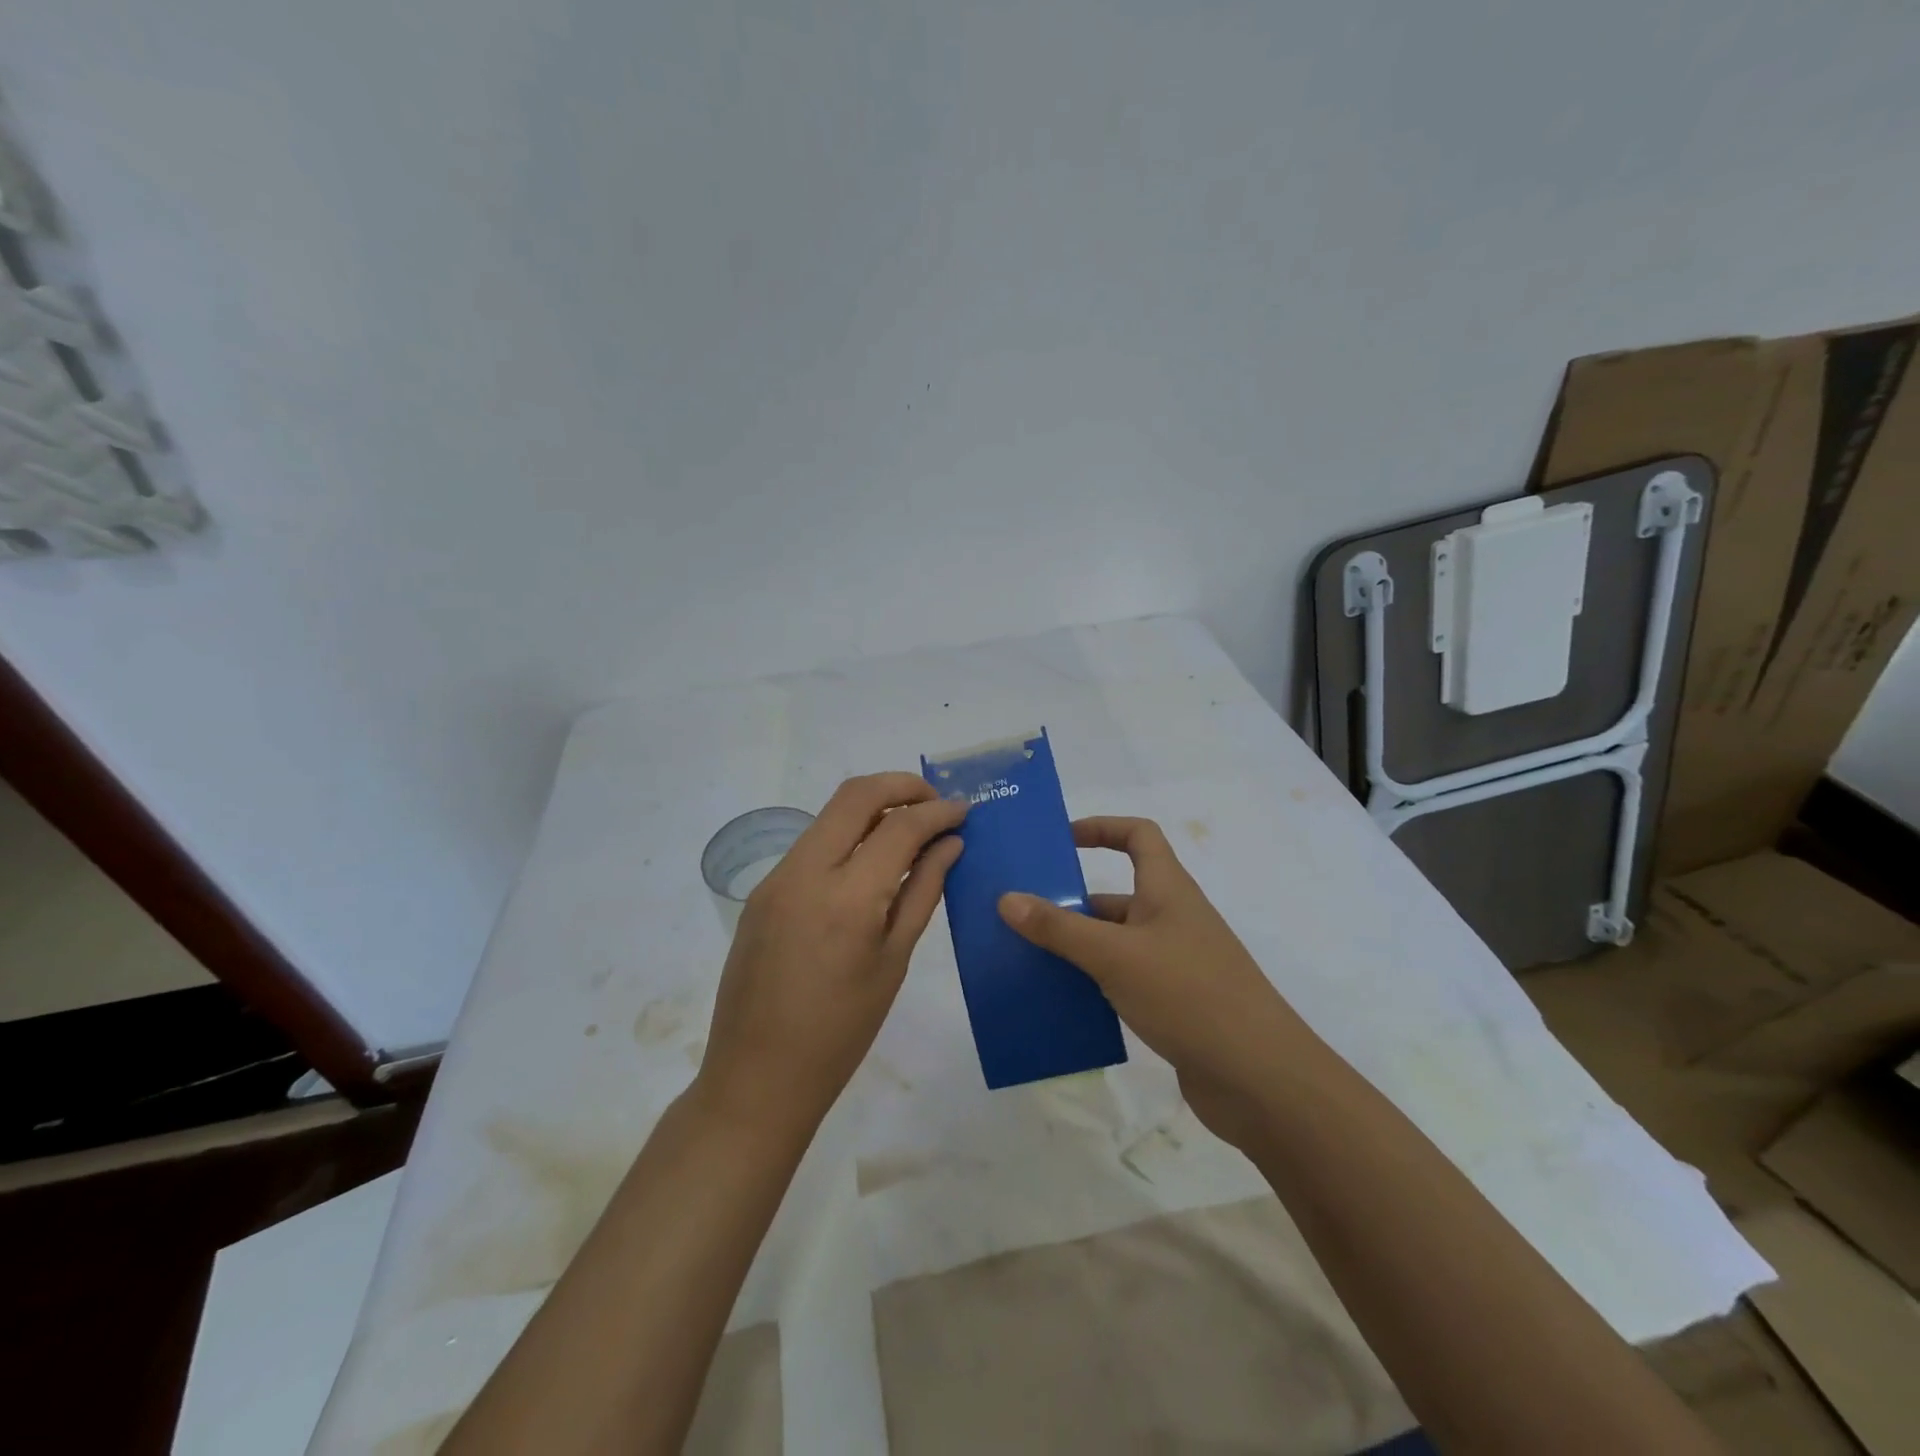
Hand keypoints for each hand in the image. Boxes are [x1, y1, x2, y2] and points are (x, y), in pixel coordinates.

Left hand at [697, 773, 965, 1137]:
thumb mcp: (894, 961)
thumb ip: (923, 892)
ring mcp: (776, 878)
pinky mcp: (762, 891)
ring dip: (873, 808)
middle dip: (901, 786)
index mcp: (846, 897)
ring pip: (830, 815)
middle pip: (855, 795)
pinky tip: (870, 863)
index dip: (937, 811)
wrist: (757, 1077)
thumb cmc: (841, 1032)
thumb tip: (949, 844)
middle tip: (935, 804)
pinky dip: (847, 837)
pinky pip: (811, 844)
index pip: (899, 826)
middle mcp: (804, 872)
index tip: (964, 811)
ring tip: (910, 829)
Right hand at [998, 816, 1312, 1147]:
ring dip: (1076, 948)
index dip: (1101, 827)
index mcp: (1167, 890)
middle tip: (1019, 915)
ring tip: (1025, 960)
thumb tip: (1006, 898)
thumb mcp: (1115, 955)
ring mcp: (1175, 964)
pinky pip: (1122, 981)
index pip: (1138, 836)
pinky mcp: (1174, 1004)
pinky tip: (1059, 1004)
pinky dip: (1092, 985)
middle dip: (1070, 902)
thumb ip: (1059, 928)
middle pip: (1116, 895)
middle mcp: (1172, 919)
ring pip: (1115, 943)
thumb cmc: (1189, 995)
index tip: (1060, 841)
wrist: (1260, 1079)